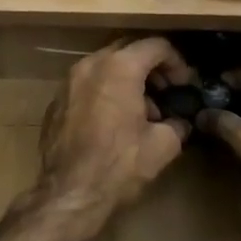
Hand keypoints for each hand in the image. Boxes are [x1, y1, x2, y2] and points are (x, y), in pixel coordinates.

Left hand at [38, 38, 194, 221]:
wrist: (70, 194)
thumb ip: (177, 124)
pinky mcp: (56, 103)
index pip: (156, 46)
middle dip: (151, 67)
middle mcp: (90, 65)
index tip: (184, 86)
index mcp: (120, 67)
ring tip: (142, 111)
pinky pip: (87, 85)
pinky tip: (114, 122)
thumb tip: (180, 123)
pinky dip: (105, 92)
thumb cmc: (120, 165)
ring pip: (105, 66)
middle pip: (128, 50)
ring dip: (127, 80)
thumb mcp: (163, 145)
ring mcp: (68, 82)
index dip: (177, 63)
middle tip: (166, 92)